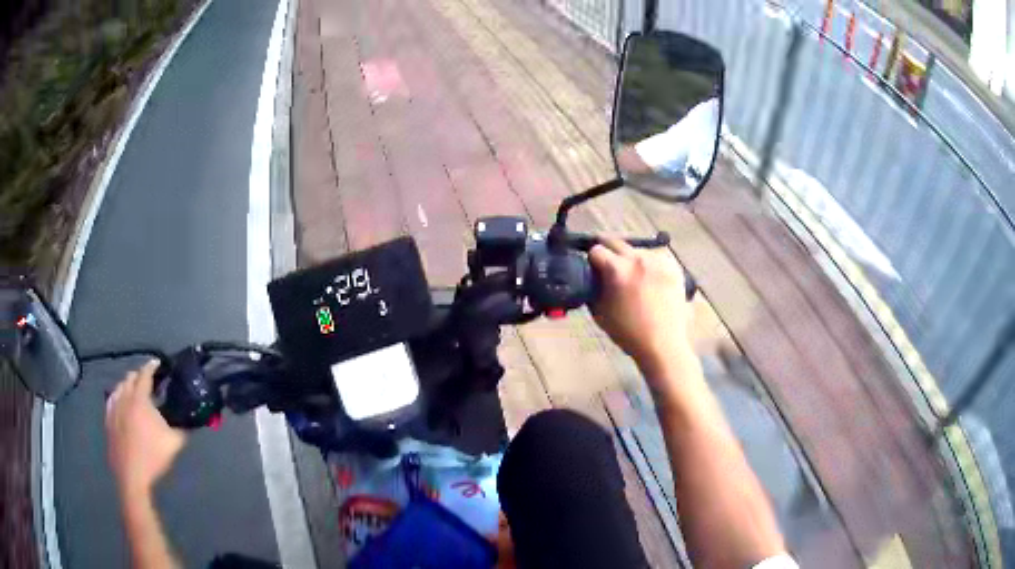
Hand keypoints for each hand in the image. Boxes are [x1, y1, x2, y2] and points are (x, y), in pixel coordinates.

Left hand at [106, 360, 184, 498]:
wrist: (132, 474)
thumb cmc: (153, 456)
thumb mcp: (174, 443)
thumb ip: (182, 428)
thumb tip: (190, 421)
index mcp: (140, 399)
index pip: (145, 374)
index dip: (152, 366)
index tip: (158, 363)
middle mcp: (125, 397)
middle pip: (130, 377)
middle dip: (140, 374)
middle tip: (149, 379)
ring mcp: (114, 407)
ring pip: (119, 386)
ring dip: (128, 384)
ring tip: (135, 389)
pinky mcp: (108, 419)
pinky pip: (112, 399)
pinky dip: (118, 395)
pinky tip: (121, 401)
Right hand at [589, 238, 692, 368]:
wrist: (663, 344)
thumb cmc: (628, 332)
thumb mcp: (600, 312)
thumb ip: (594, 288)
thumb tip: (592, 276)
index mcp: (618, 269)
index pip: (596, 250)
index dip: (591, 259)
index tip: (592, 268)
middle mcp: (638, 259)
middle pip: (616, 242)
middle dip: (608, 252)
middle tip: (608, 266)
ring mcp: (658, 261)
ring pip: (637, 249)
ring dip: (630, 257)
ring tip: (632, 275)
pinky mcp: (674, 267)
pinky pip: (656, 257)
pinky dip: (649, 264)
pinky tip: (648, 278)